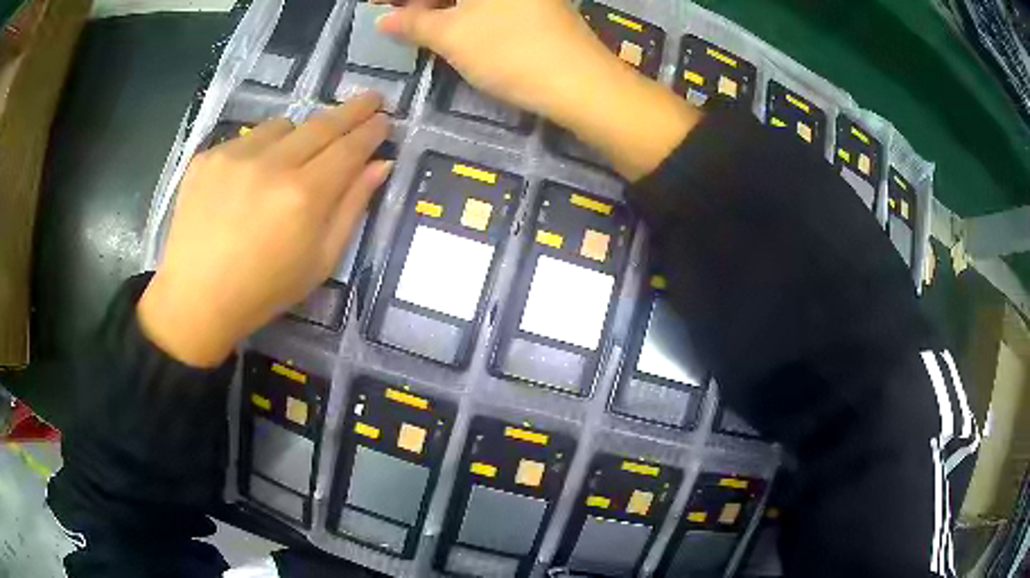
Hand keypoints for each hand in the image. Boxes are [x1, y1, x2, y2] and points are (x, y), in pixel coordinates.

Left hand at [138, 93, 390, 367]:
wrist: (196, 298)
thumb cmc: (264, 290)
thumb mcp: (320, 261)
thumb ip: (352, 208)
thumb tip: (379, 165)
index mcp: (304, 196)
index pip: (349, 148)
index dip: (371, 130)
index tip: (384, 118)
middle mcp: (272, 164)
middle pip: (322, 124)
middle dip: (351, 110)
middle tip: (371, 99)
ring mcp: (235, 155)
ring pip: (283, 126)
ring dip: (297, 135)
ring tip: (290, 160)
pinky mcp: (208, 157)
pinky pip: (247, 138)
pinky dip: (259, 150)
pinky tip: (249, 179)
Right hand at [377, 0, 610, 117]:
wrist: (580, 83)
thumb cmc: (509, 51)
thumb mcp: (451, 36)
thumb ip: (413, 23)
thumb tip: (384, 20)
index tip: (376, 4)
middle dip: (420, 2)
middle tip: (395, 20)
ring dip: (439, 8)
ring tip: (415, 27)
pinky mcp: (535, 8)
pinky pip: (488, 6)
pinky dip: (463, 14)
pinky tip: (448, 28)